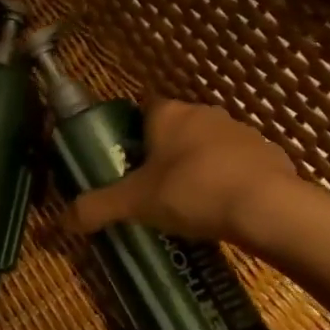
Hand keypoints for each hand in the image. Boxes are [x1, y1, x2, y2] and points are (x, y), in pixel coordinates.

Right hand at [67, 99, 302, 247]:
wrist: (267, 208)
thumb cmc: (191, 192)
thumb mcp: (134, 204)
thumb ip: (95, 208)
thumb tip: (58, 222)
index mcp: (168, 115)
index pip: (145, 107)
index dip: (136, 130)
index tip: (131, 157)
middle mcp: (203, 113)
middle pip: (177, 126)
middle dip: (167, 150)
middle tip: (155, 185)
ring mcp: (241, 131)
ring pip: (210, 143)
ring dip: (201, 163)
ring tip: (191, 200)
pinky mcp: (270, 153)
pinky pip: (241, 162)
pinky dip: (232, 179)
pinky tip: (227, 208)